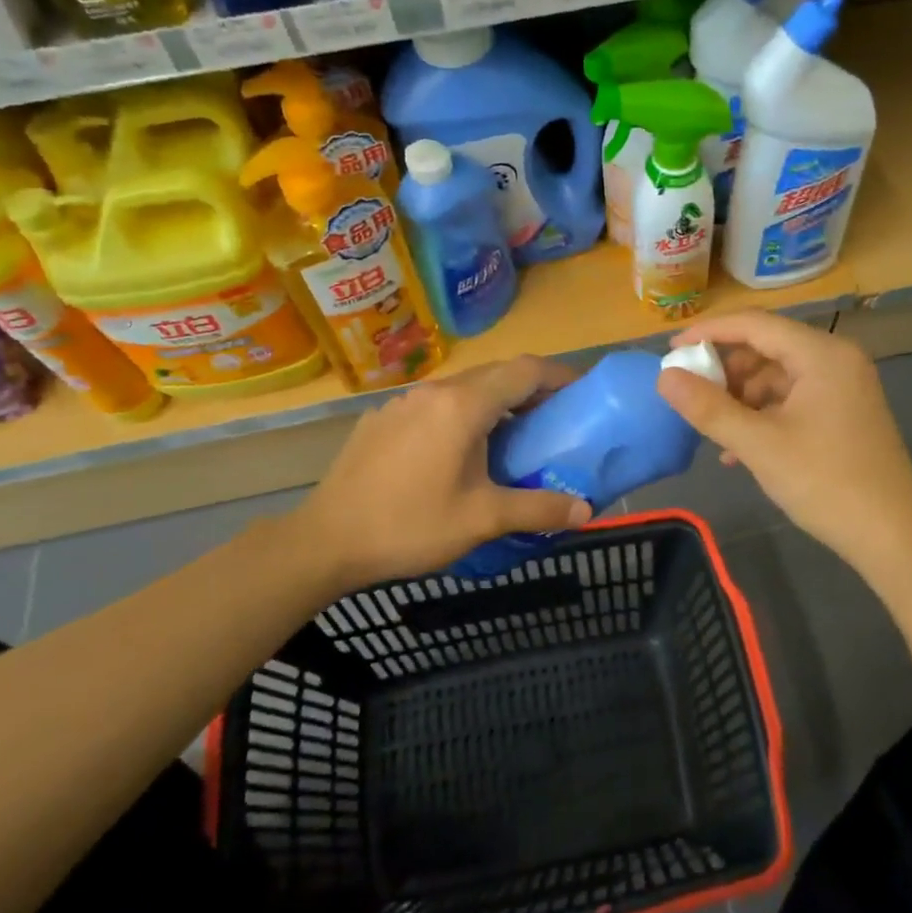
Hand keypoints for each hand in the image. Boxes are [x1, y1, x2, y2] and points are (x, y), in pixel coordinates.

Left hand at [298, 356, 590, 591]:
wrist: (325, 541)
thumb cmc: (410, 526)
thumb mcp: (482, 520)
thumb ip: (538, 509)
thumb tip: (586, 512)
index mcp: (463, 406)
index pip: (526, 370)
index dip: (561, 376)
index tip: (584, 393)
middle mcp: (433, 392)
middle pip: (495, 374)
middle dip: (532, 390)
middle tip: (557, 421)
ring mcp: (402, 403)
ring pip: (463, 389)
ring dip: (495, 403)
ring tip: (514, 438)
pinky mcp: (381, 420)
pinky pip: (434, 406)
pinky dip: (462, 416)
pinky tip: (459, 453)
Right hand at [656, 311, 911, 579]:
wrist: (892, 535)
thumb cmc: (825, 483)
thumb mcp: (759, 445)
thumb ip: (709, 408)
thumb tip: (664, 377)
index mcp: (822, 354)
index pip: (755, 324)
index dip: (709, 332)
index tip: (671, 349)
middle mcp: (836, 360)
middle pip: (767, 347)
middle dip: (725, 371)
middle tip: (690, 395)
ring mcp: (843, 387)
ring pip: (777, 377)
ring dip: (741, 399)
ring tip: (713, 430)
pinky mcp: (843, 413)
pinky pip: (792, 400)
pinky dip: (763, 416)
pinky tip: (739, 451)